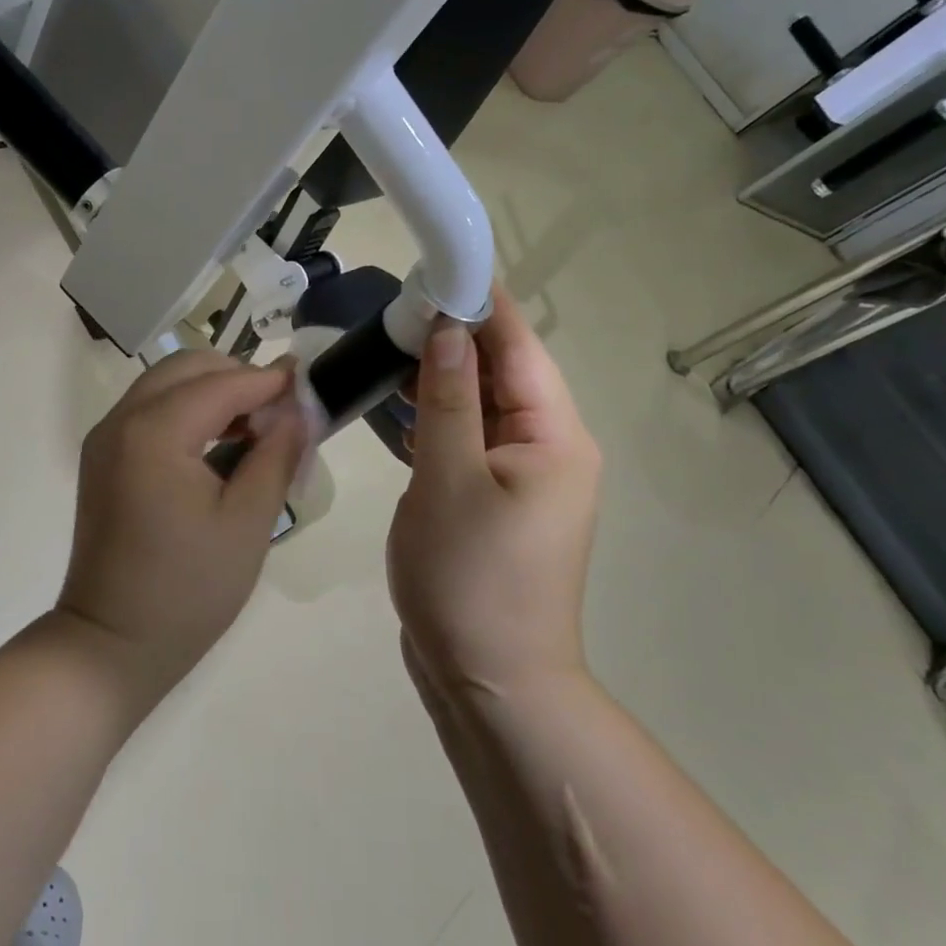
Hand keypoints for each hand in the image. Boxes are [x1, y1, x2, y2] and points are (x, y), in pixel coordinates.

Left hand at [58, 351, 305, 691]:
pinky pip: (149, 411)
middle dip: (237, 377)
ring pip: (165, 385)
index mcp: (155, 432)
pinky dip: (186, 411)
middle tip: (280, 411)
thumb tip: (298, 410)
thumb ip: (277, 455)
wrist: (111, 644)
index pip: (222, 383)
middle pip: (186, 368)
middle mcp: (121, 421)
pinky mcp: (102, 459)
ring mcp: (105, 439)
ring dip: (211, 392)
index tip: (310, 384)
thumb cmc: (188, 590)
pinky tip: (217, 445)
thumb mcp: (248, 523)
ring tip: (255, 428)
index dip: (269, 380)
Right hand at [387, 287, 600, 698]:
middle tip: (397, 304)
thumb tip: (449, 328)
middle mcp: (548, 448)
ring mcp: (521, 478)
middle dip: (455, 337)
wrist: (490, 682)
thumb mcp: (449, 480)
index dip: (482, 302)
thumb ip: (448, 399)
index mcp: (555, 436)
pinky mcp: (493, 501)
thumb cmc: (470, 578)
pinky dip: (437, 419)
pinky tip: (400, 403)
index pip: (519, 346)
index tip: (439, 264)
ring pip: (481, 407)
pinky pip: (468, 441)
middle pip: (502, 373)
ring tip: (390, 342)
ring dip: (442, 377)